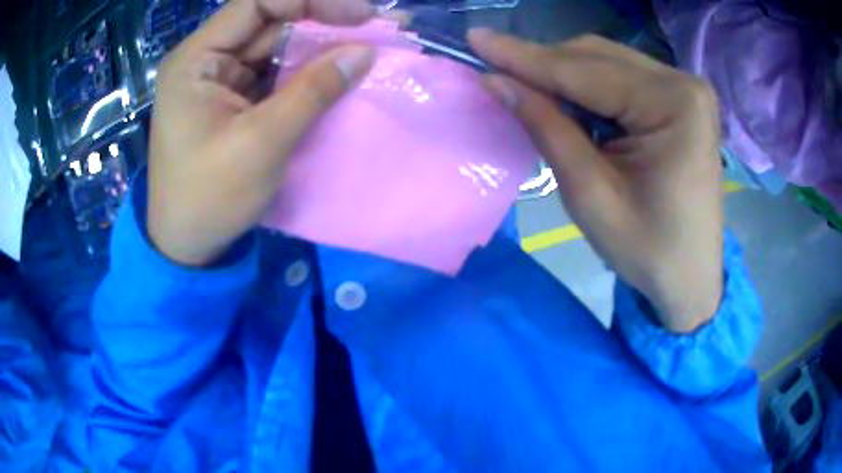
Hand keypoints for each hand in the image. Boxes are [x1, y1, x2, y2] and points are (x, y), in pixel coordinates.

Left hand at [147, 0, 374, 265]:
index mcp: (195, 60)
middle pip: (269, 22)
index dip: (311, 0)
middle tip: (373, 32)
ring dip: (317, 48)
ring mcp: (219, 79)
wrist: (186, 246)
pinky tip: (335, 74)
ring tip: (363, 51)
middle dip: (321, 22)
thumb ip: (312, 91)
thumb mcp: (262, 143)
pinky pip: (273, 73)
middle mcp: (205, 59)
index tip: (360, 15)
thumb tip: (364, 51)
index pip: (258, 4)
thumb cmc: (210, 197)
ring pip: (275, 46)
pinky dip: (305, 73)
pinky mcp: (232, 99)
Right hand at [469, 31, 723, 332]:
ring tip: (526, 87)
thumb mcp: (590, 195)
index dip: (523, 56)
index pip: (585, 71)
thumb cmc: (648, 250)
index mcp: (674, 105)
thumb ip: (546, 127)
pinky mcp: (680, 98)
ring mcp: (685, 87)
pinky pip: (622, 76)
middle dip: (542, 63)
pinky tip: (566, 99)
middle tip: (494, 68)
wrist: (690, 276)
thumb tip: (495, 81)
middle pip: (597, 56)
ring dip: (562, 72)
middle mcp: (684, 83)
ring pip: (606, 60)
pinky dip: (587, 84)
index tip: (475, 39)